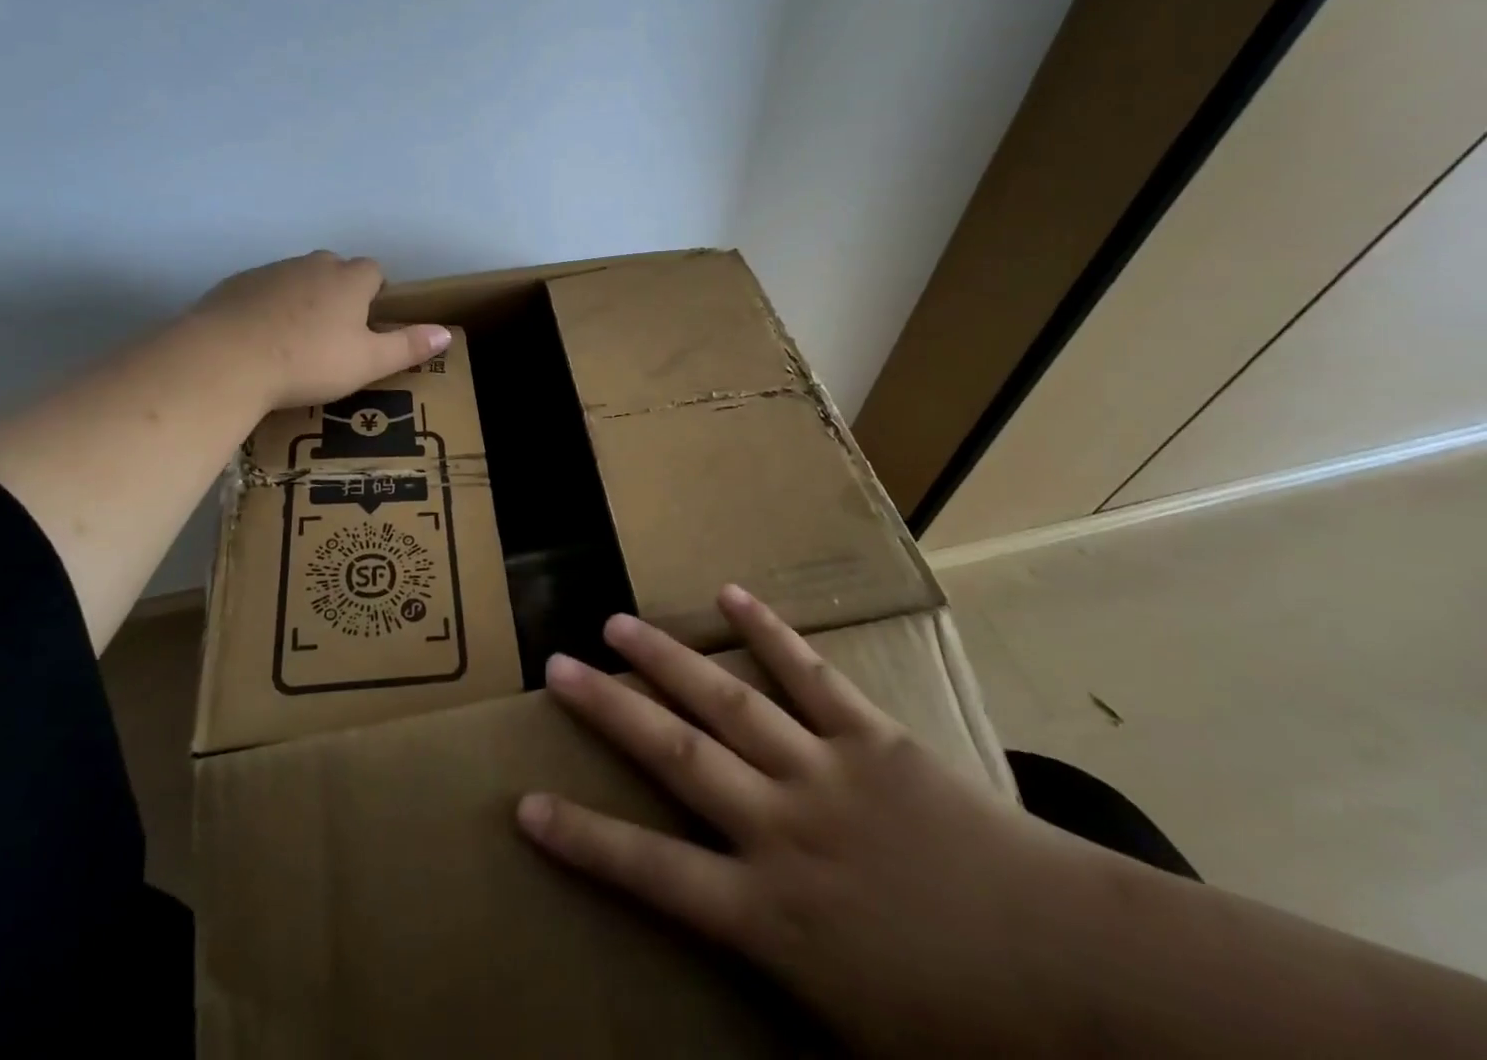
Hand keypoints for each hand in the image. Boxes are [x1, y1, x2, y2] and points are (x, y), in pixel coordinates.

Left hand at [196, 251, 449, 411]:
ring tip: (297, 339)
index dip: (376, 291)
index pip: (374, 270)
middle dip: (340, 291)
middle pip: (335, 268)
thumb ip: (408, 346)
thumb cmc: (309, 361)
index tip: (370, 320)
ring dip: (303, 297)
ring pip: (297, 277)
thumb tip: (447, 333)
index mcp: (349, 280)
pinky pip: (262, 290)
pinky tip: (260, 339)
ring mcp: (270, 272)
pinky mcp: (235, 285)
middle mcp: (312, 265)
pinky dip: (268, 306)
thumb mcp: (368, 362)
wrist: (226, 359)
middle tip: (336, 331)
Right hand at [517, 586, 1132, 1054]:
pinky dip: (768, 633)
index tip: (526, 806)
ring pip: (728, 702)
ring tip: (619, 622)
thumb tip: (732, 990)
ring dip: (668, 659)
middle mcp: (782, 829)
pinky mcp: (873, 738)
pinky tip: (731, 595)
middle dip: (609, 709)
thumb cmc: (970, 1032)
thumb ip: (784, 1006)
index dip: (583, 839)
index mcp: (772, 918)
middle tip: (558, 666)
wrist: (1082, 978)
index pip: (650, 872)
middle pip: (675, 754)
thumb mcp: (858, 1048)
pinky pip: (810, 675)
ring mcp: (826, 772)